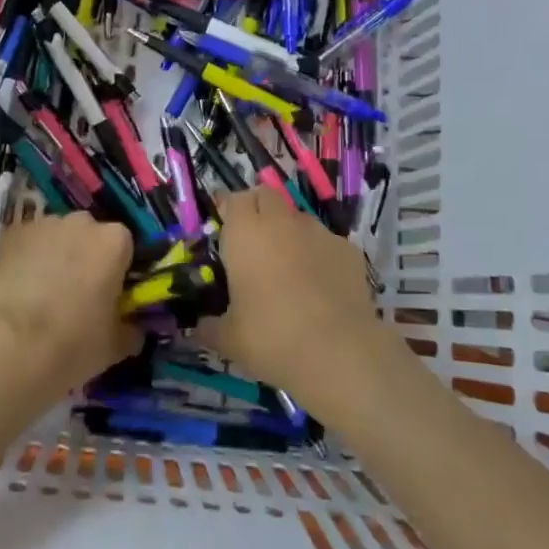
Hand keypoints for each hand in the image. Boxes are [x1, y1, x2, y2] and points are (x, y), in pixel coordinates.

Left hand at [0, 212, 137, 403]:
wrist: (10, 347)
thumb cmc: (73, 343)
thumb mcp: (115, 346)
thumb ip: (130, 330)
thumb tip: (132, 330)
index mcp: (115, 241)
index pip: (125, 247)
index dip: (118, 271)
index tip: (110, 295)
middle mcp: (82, 223)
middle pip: (90, 236)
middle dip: (86, 258)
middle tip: (77, 294)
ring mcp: (43, 225)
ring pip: (57, 237)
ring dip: (55, 255)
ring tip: (43, 293)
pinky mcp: (10, 234)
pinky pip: (27, 243)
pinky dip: (26, 259)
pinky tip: (19, 288)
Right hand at [203, 188, 382, 404]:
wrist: (338, 352)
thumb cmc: (271, 337)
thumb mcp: (228, 339)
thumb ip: (209, 326)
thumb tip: (200, 327)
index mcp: (245, 232)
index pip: (233, 199)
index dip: (228, 211)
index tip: (224, 230)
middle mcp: (281, 222)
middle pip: (266, 196)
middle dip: (258, 211)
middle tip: (253, 243)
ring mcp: (319, 232)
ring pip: (298, 218)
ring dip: (289, 232)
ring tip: (289, 266)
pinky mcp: (349, 250)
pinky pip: (326, 242)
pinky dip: (319, 254)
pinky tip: (320, 285)